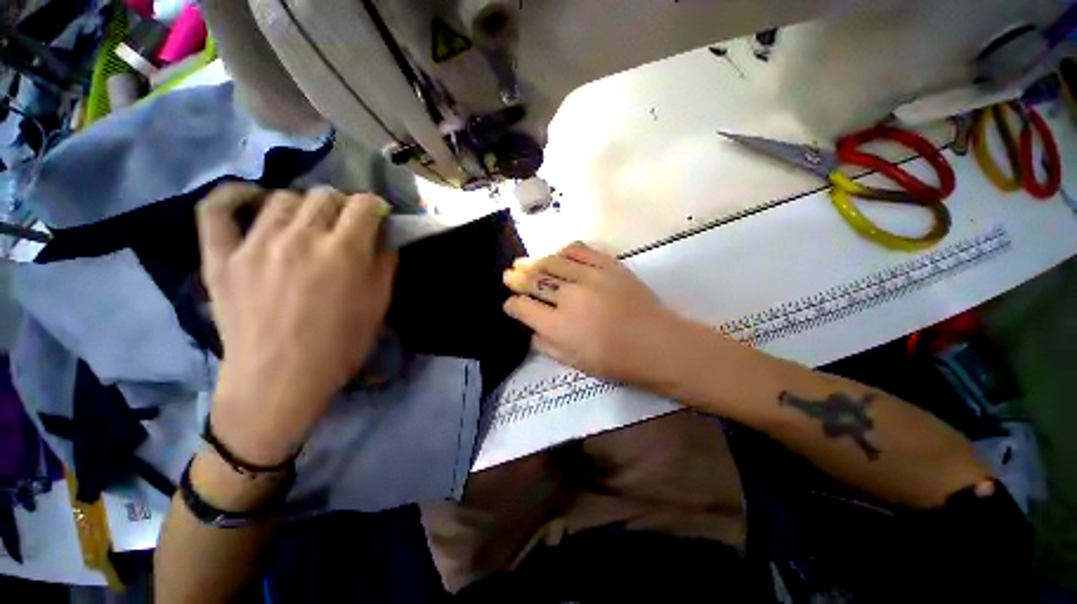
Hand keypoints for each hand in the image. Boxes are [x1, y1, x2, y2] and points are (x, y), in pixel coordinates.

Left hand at [197, 184, 397, 465]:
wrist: (279, 381)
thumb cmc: (340, 346)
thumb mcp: (378, 306)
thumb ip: (385, 265)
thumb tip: (384, 238)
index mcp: (343, 253)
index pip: (364, 205)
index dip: (376, 207)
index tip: (378, 218)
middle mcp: (299, 238)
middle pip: (325, 195)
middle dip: (343, 206)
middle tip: (346, 227)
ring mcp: (254, 244)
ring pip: (283, 198)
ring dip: (304, 206)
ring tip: (308, 225)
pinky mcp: (221, 257)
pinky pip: (216, 210)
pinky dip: (234, 196)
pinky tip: (253, 199)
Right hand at [502, 243, 690, 388]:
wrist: (656, 343)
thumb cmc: (615, 360)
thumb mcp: (573, 363)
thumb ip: (546, 345)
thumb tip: (531, 328)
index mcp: (558, 326)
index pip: (522, 308)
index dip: (511, 305)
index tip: (510, 304)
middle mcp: (569, 297)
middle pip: (533, 281)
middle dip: (516, 278)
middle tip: (508, 274)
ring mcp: (589, 277)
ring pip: (552, 262)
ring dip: (534, 262)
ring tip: (524, 262)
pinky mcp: (607, 265)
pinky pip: (579, 250)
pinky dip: (563, 251)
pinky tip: (556, 256)